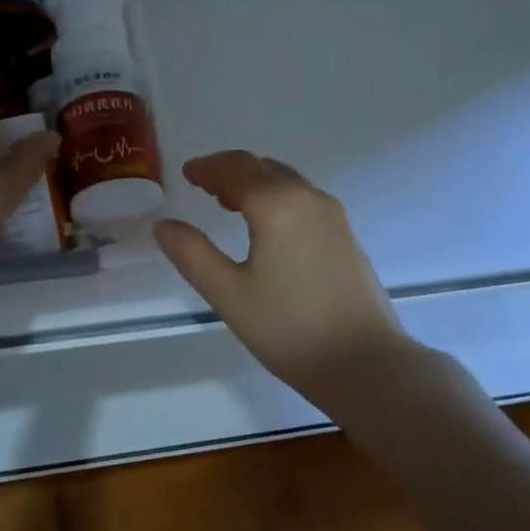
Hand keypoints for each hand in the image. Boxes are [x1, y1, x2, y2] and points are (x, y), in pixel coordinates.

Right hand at [154, 151, 407, 395]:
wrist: (365, 363)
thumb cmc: (289, 328)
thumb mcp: (228, 294)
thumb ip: (192, 254)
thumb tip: (163, 225)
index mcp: (277, 204)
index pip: (235, 169)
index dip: (207, 168)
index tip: (187, 172)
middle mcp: (308, 198)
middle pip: (262, 167)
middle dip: (229, 169)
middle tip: (202, 181)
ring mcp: (332, 216)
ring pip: (286, 181)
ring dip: (254, 181)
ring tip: (227, 201)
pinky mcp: (346, 236)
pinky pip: (302, 199)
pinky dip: (276, 197)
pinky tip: (266, 225)